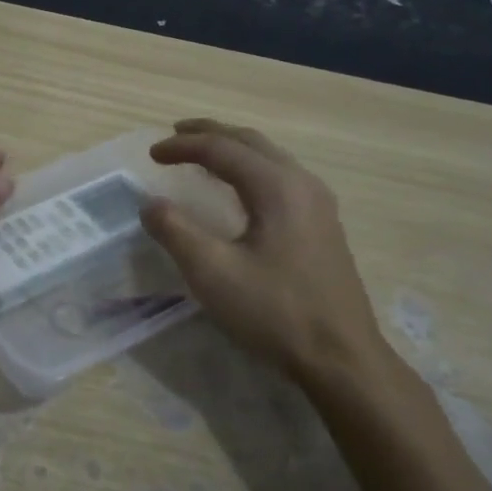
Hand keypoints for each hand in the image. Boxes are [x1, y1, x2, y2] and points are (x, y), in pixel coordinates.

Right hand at [142, 119, 394, 382]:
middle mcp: (302, 184)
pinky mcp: (323, 226)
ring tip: (203, 155)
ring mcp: (319, 204)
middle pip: (251, 142)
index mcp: (277, 187)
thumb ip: (176, 231)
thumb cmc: (274, 312)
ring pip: (270, 158)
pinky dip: (250, 170)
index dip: (183, 147)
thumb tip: (150, 204)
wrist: (340, 356)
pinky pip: (281, 178)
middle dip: (211, 134)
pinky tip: (239, 191)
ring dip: (233, 150)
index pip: (222, 149)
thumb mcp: (212, 272)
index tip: (151, 155)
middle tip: (175, 136)